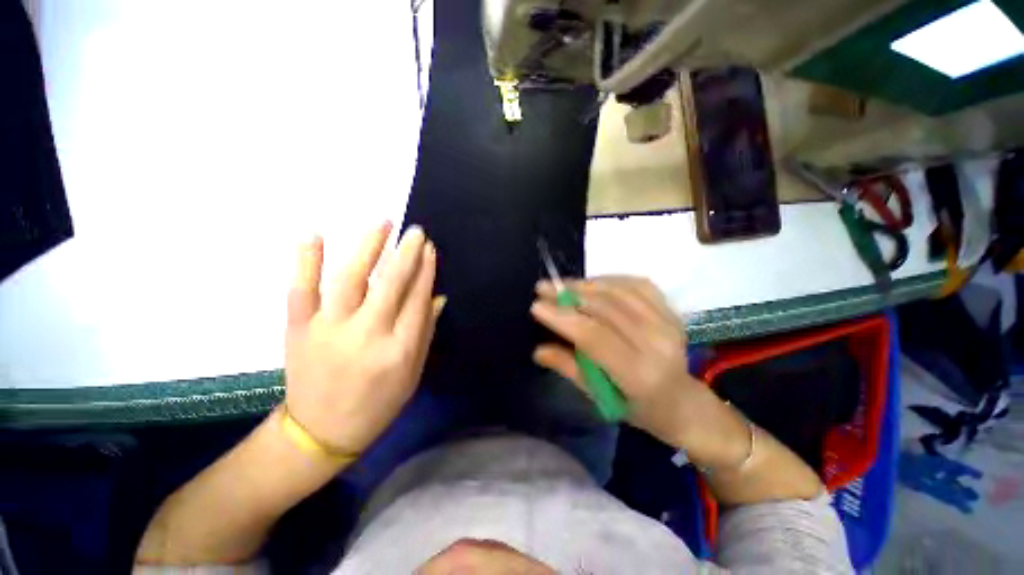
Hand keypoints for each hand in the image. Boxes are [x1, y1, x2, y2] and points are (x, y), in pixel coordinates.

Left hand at [284, 223, 442, 455]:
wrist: (320, 432)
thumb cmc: (377, 405)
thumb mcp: (413, 373)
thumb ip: (425, 332)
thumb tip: (436, 297)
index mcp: (399, 350)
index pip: (417, 300)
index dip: (426, 271)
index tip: (431, 249)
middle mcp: (367, 335)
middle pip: (390, 284)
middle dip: (407, 253)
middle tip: (416, 231)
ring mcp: (329, 329)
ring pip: (351, 279)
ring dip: (368, 247)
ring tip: (383, 223)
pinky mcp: (299, 329)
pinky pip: (301, 290)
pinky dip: (306, 261)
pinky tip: (315, 234)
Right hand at [530, 276, 709, 447]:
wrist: (683, 401)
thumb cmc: (638, 407)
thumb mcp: (600, 397)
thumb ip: (569, 368)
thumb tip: (538, 350)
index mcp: (638, 374)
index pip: (594, 336)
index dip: (563, 318)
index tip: (537, 305)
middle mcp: (657, 344)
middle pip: (606, 308)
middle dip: (569, 294)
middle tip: (544, 287)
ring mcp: (668, 323)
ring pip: (619, 291)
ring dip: (586, 284)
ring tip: (563, 284)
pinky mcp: (672, 311)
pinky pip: (638, 284)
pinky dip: (611, 279)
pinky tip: (593, 282)